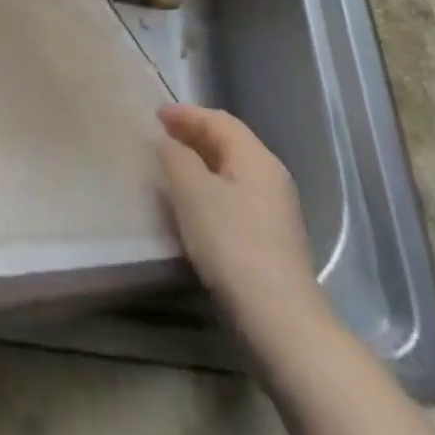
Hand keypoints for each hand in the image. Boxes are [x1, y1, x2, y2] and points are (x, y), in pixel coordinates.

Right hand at [157, 104, 328, 354]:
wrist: (280, 321)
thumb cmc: (232, 243)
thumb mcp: (192, 191)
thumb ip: (175, 156)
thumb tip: (169, 143)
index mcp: (256, 158)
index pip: (218, 120)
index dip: (185, 114)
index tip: (154, 116)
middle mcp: (271, 177)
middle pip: (228, 143)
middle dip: (192, 136)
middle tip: (159, 138)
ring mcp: (275, 211)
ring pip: (230, 172)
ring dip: (199, 164)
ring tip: (169, 169)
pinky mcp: (270, 240)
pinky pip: (233, 197)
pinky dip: (209, 189)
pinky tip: (191, 206)